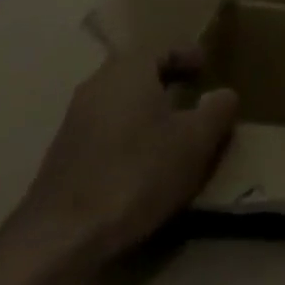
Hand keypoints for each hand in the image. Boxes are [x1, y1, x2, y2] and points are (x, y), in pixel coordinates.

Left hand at [12, 48, 236, 259]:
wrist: (59, 236)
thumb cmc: (136, 174)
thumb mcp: (194, 142)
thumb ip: (217, 111)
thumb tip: (225, 94)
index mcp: (130, 68)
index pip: (165, 48)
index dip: (189, 55)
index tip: (207, 68)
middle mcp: (99, 83)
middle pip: (140, 72)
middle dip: (167, 81)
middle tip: (193, 96)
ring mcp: (76, 119)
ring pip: (121, 101)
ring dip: (147, 109)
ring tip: (171, 132)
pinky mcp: (64, 154)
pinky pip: (106, 128)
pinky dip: (128, 133)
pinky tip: (141, 161)